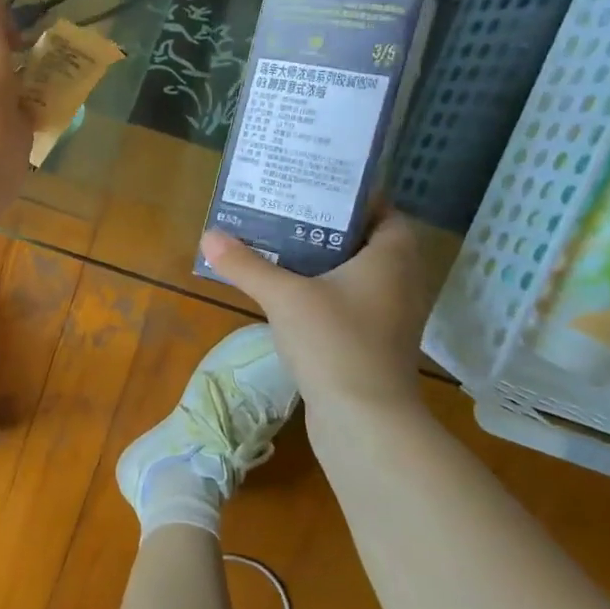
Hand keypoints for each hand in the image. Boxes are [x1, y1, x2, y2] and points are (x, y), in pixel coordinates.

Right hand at [199, 212, 429, 410]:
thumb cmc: (335, 341)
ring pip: (357, 274)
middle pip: (366, 241)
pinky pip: (351, 301)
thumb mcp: (283, 296)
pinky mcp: (374, 341)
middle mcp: (400, 282)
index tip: (312, 188)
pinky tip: (289, 293)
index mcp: (392, 258)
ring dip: (324, 261)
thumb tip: (209, 235)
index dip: (352, 198)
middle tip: (285, 212)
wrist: (364, 420)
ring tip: (279, 246)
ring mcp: (390, 315)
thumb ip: (246, 265)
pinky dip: (325, 291)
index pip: (384, 212)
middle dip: (327, 227)